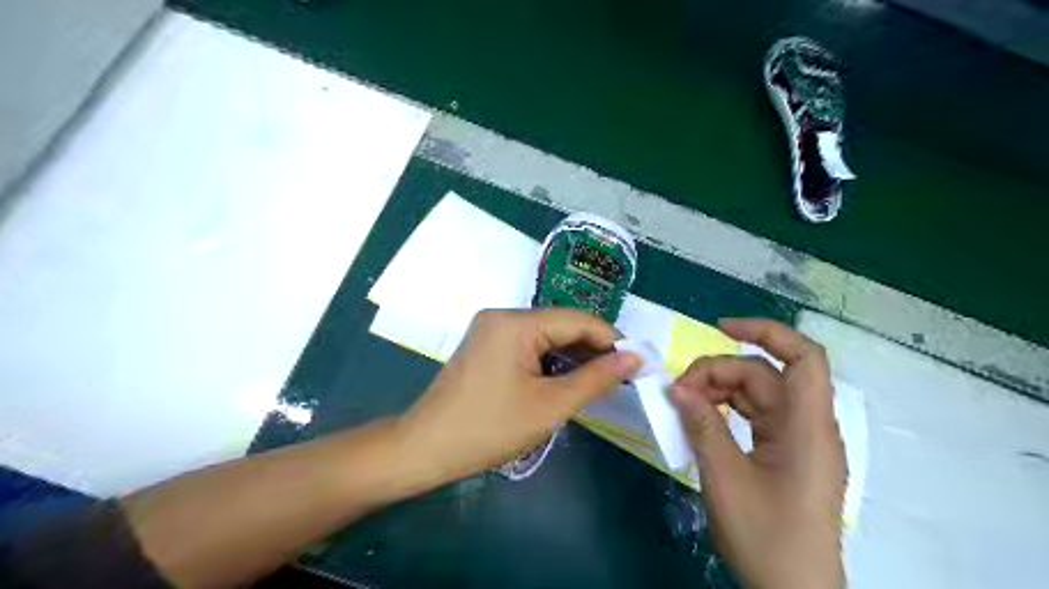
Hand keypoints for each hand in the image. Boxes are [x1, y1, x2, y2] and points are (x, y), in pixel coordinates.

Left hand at [392, 307, 639, 482]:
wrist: (426, 448)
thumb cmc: (490, 428)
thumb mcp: (550, 405)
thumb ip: (596, 378)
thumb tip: (634, 357)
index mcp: (516, 322)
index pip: (577, 320)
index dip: (612, 339)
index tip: (638, 362)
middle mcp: (502, 315)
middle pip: (561, 324)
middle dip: (593, 348)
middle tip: (623, 375)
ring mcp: (491, 329)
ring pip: (545, 335)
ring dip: (573, 355)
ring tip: (601, 379)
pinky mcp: (486, 345)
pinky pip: (528, 344)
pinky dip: (551, 360)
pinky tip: (568, 378)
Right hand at [672, 320, 840, 585]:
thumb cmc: (766, 538)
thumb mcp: (725, 478)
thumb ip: (702, 426)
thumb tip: (675, 388)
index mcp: (807, 428)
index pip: (803, 357)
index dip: (765, 331)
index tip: (720, 328)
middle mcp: (807, 426)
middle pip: (764, 376)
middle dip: (719, 373)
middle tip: (678, 392)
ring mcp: (797, 440)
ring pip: (756, 395)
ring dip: (719, 392)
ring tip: (683, 405)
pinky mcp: (785, 453)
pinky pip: (754, 417)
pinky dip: (726, 411)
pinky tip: (701, 419)